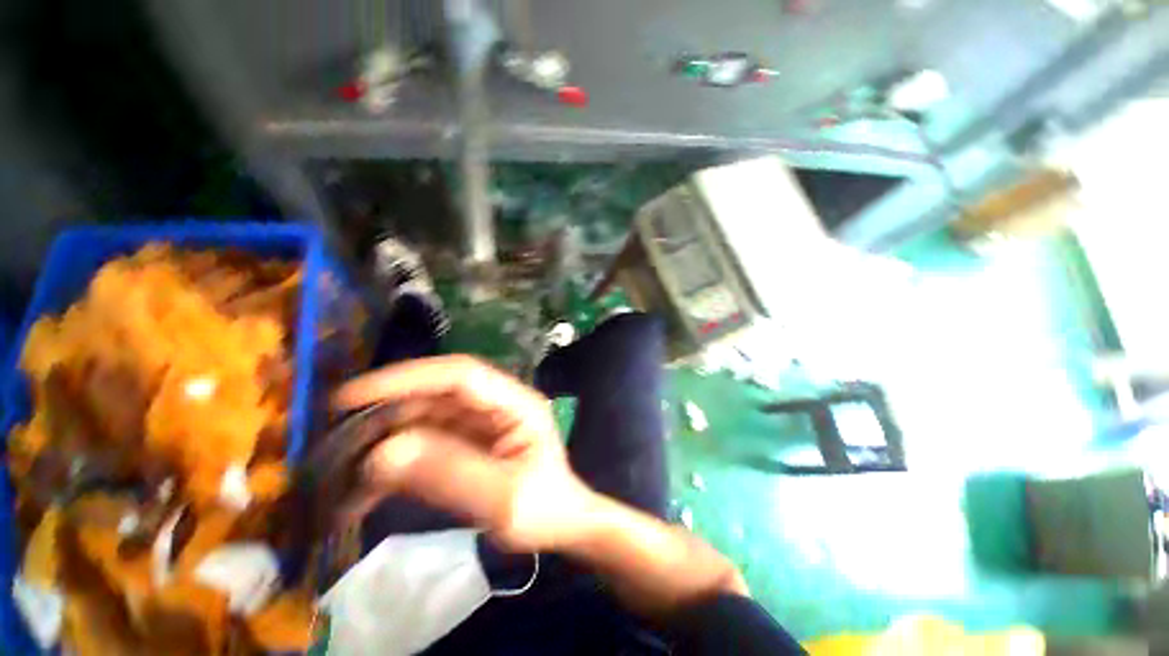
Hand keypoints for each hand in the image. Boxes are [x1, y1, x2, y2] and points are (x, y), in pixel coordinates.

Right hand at [333, 355, 594, 551]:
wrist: (563, 526)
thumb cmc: (546, 510)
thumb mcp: (504, 500)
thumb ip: (450, 474)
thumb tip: (382, 454)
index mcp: (515, 403)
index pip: (460, 375)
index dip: (407, 378)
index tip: (352, 396)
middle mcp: (495, 405)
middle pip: (435, 395)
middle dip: (385, 416)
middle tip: (334, 444)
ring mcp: (480, 423)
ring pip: (423, 419)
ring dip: (382, 443)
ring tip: (340, 476)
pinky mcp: (467, 444)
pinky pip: (424, 444)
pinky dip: (392, 464)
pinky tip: (363, 492)